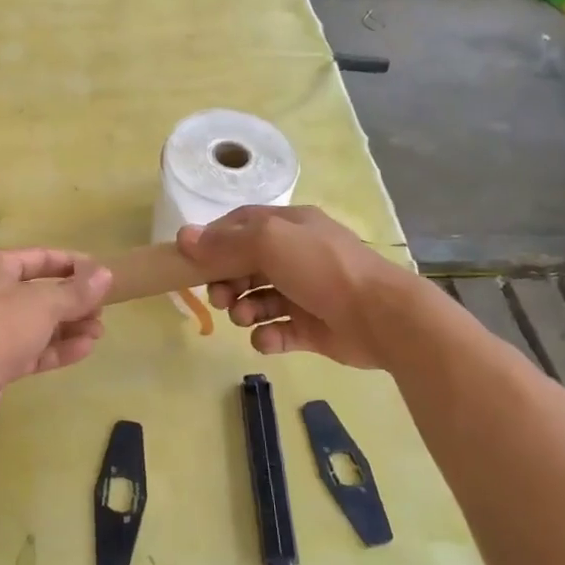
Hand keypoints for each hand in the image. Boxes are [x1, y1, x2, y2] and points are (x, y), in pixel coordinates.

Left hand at [0, 248, 111, 426]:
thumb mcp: (44, 303)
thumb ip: (77, 291)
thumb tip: (105, 274)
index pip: (39, 257)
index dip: (73, 264)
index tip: (102, 273)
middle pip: (38, 292)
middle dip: (73, 302)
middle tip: (103, 310)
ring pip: (36, 323)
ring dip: (68, 327)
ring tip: (99, 332)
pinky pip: (30, 348)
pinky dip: (56, 348)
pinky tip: (84, 349)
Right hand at [176, 206, 412, 367]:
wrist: (380, 316)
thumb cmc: (322, 268)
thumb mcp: (270, 243)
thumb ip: (225, 243)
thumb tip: (183, 238)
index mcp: (290, 227)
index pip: (241, 225)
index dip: (215, 240)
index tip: (192, 261)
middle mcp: (296, 256)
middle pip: (245, 265)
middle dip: (226, 281)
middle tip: (221, 298)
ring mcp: (304, 293)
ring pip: (258, 299)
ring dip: (244, 309)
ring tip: (247, 318)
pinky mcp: (311, 328)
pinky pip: (277, 331)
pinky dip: (267, 336)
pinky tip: (268, 339)